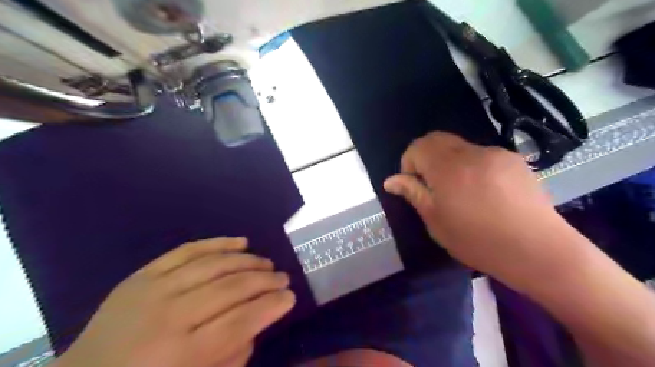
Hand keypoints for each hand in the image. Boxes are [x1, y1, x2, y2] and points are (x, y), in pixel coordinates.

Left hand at [60, 239, 294, 366]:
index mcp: (182, 355)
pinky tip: (242, 242)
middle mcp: (169, 317)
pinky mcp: (143, 274)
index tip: (291, 297)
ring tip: (267, 264)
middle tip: (283, 278)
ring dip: (248, 261)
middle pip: (231, 288)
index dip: (271, 306)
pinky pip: (188, 250)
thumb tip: (256, 323)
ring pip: (214, 264)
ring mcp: (153, 290)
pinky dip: (218, 243)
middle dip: (265, 281)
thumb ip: (232, 359)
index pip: (241, 322)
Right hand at [384, 133, 574, 276]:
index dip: (409, 162)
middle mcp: (472, 152)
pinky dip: (471, 167)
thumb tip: (391, 180)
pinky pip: (482, 156)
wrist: (539, 251)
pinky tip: (484, 193)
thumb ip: (413, 194)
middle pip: (438, 140)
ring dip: (450, 163)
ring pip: (460, 148)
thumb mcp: (436, 221)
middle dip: (427, 158)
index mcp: (449, 167)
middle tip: (433, 187)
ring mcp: (496, 154)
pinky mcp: (514, 161)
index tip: (415, 185)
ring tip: (461, 193)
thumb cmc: (478, 240)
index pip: (418, 146)